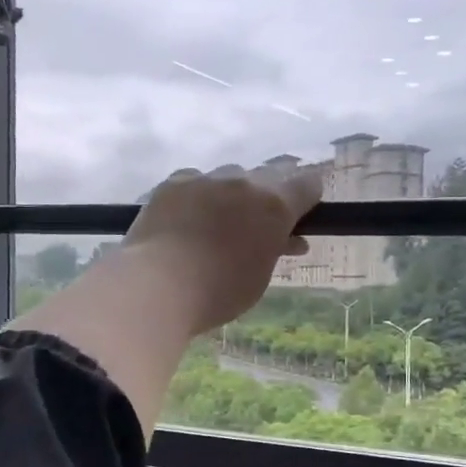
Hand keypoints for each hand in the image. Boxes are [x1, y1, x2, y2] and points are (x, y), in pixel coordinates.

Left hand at [122, 163, 323, 333]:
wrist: (157, 286)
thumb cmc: (218, 293)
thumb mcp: (260, 276)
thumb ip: (276, 249)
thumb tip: (289, 239)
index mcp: (274, 205)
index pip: (307, 184)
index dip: (308, 197)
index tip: (302, 213)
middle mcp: (243, 182)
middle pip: (269, 173)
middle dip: (272, 192)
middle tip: (263, 219)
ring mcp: (205, 179)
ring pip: (229, 176)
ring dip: (232, 193)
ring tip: (219, 222)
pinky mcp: (173, 183)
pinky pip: (194, 182)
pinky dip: (198, 196)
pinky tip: (187, 218)